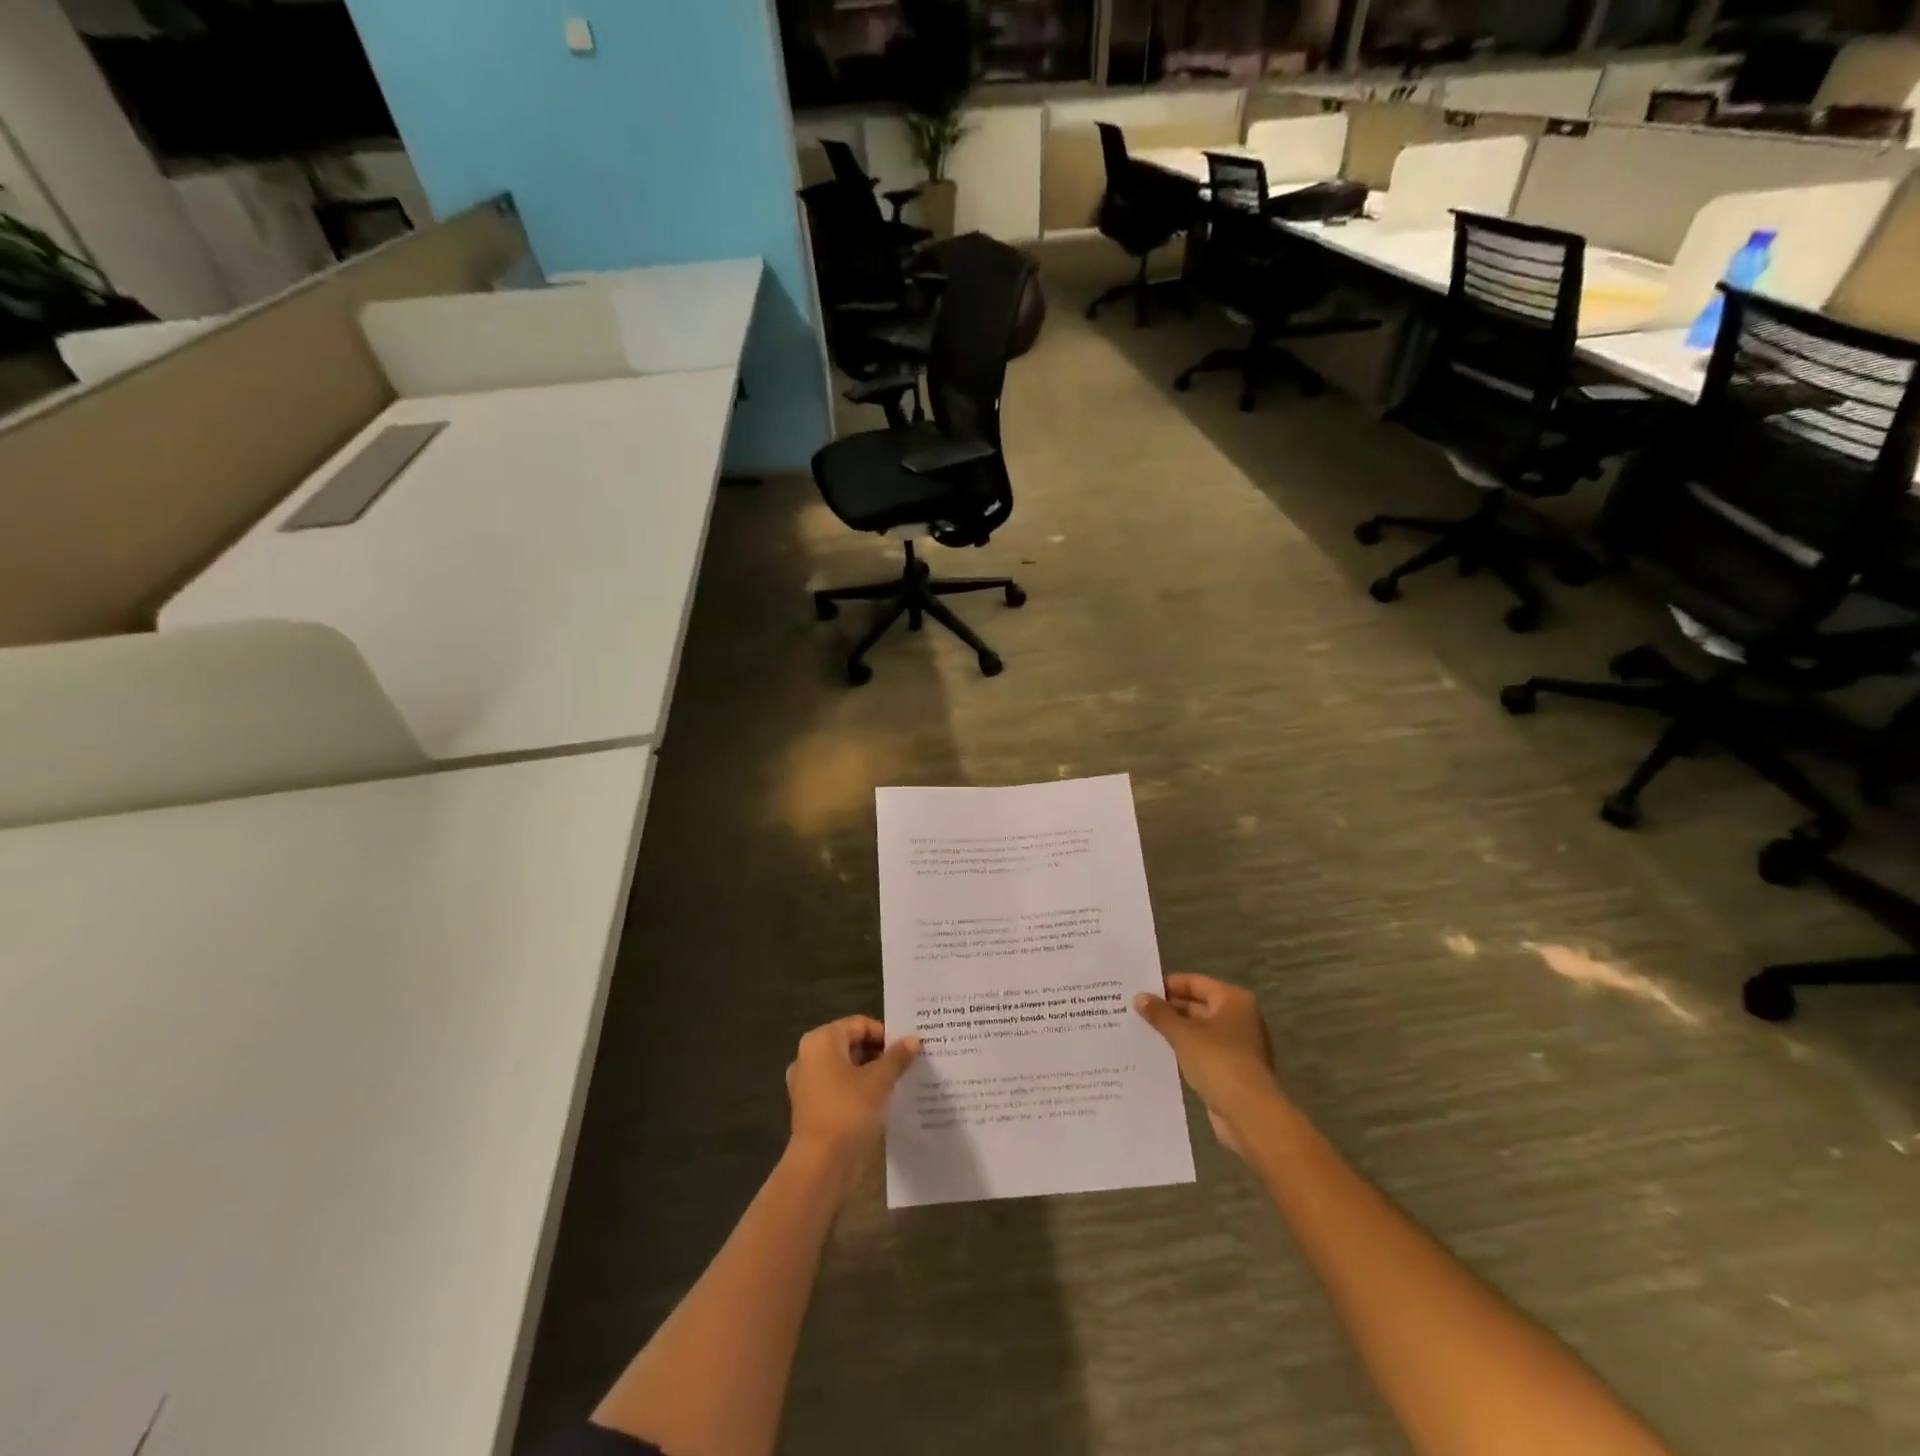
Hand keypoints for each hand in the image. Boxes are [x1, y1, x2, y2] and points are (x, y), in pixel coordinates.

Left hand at [786, 1016, 920, 1166]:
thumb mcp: (879, 1080)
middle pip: (851, 1044)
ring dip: (871, 1073)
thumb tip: (914, 1040)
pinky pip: (839, 1088)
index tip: (908, 1049)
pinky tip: (881, 1102)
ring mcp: (807, 1083)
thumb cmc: (849, 1110)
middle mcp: (809, 1056)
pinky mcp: (811, 1107)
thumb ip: (897, 1057)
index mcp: (821, 1041)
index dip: (885, 1034)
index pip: (859, 1025)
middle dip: (879, 1054)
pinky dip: (858, 1090)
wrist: (820, 1165)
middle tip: (907, 1064)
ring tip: (898, 1082)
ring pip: (846, 1068)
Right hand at [1134, 975, 1282, 1158]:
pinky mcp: (1232, 1070)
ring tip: (1142, 1030)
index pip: (1195, 982)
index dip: (1168, 985)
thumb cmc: (1218, 1062)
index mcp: (1233, 1000)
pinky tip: (1160, 1053)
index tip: (1140, 990)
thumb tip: (1139, 997)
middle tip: (1136, 1011)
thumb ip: (1160, 1014)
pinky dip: (1184, 1051)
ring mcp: (1237, 1045)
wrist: (1250, 1114)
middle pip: (1198, 1005)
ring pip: (1199, 1030)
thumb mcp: (1183, 1034)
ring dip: (1175, 1031)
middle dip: (1169, 1009)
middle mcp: (1239, 1018)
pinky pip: (1203, 1052)